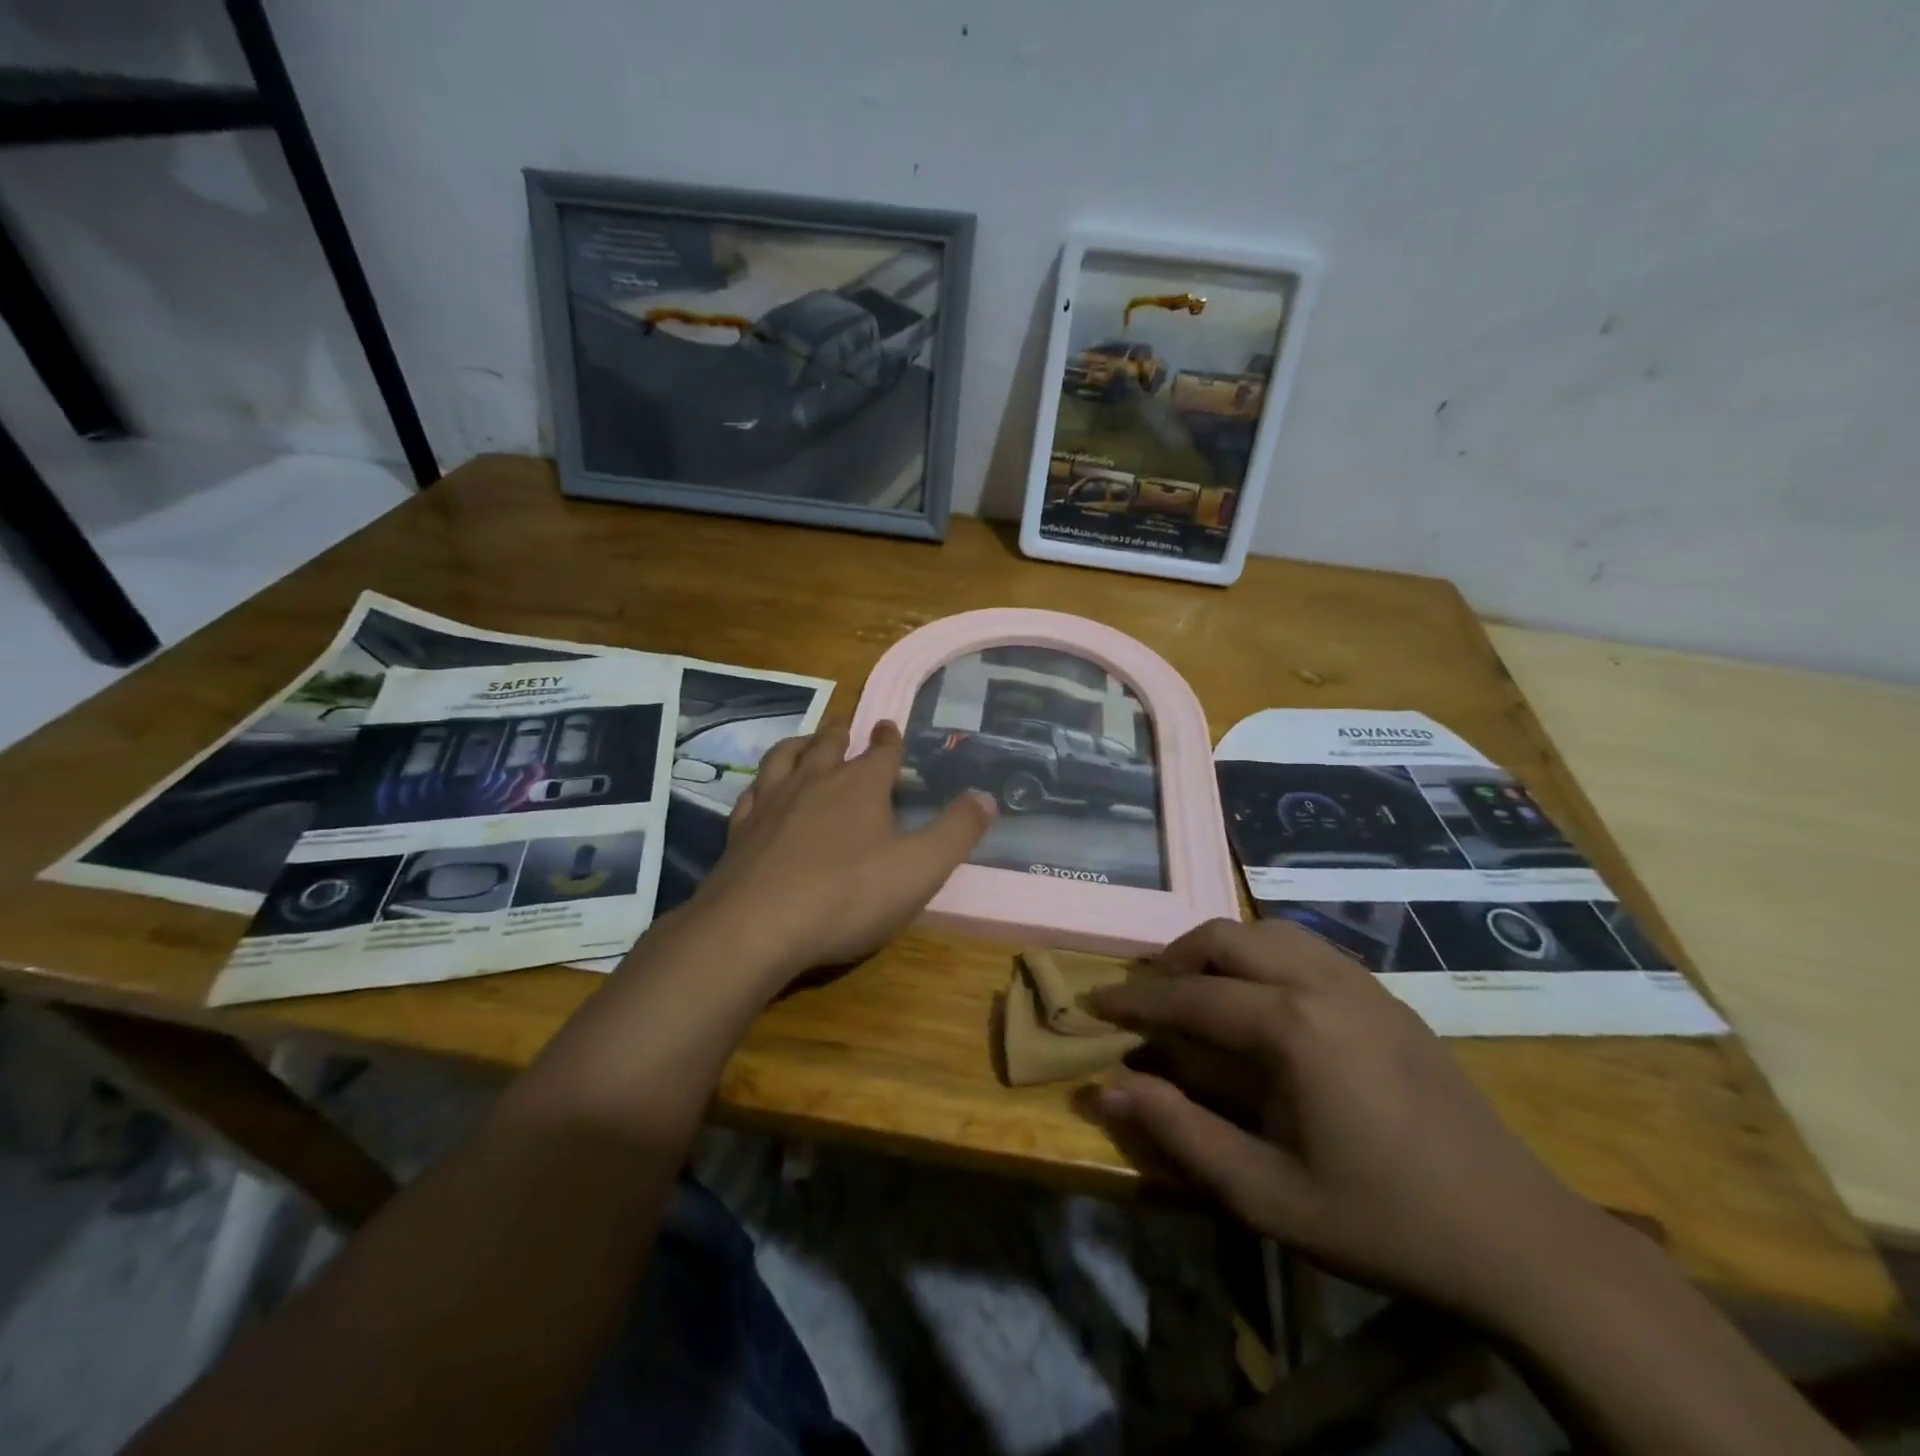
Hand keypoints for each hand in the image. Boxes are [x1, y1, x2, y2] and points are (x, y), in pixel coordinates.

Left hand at [686, 721, 994, 985]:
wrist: (756, 927)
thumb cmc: (847, 896)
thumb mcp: (920, 869)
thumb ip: (956, 832)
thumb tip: (986, 797)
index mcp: (860, 787)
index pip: (881, 751)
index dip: (890, 739)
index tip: (890, 727)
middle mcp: (814, 782)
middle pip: (829, 745)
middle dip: (842, 735)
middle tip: (847, 729)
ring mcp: (772, 803)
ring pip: (784, 758)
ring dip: (799, 745)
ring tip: (806, 744)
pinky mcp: (740, 830)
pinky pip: (752, 792)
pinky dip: (762, 783)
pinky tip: (762, 791)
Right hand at [1088, 919, 1616, 1326]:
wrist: (1517, 1237)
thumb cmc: (1381, 1220)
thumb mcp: (1266, 1195)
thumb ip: (1181, 1134)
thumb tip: (1107, 1089)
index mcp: (1290, 1028)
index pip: (1189, 996)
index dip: (1134, 1000)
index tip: (1094, 1001)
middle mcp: (1321, 984)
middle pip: (1226, 938)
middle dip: (1174, 958)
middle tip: (1148, 996)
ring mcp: (1361, 983)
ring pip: (1268, 931)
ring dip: (1221, 949)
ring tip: (1199, 989)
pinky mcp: (1387, 997)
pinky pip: (1307, 947)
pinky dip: (1264, 955)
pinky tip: (1263, 999)